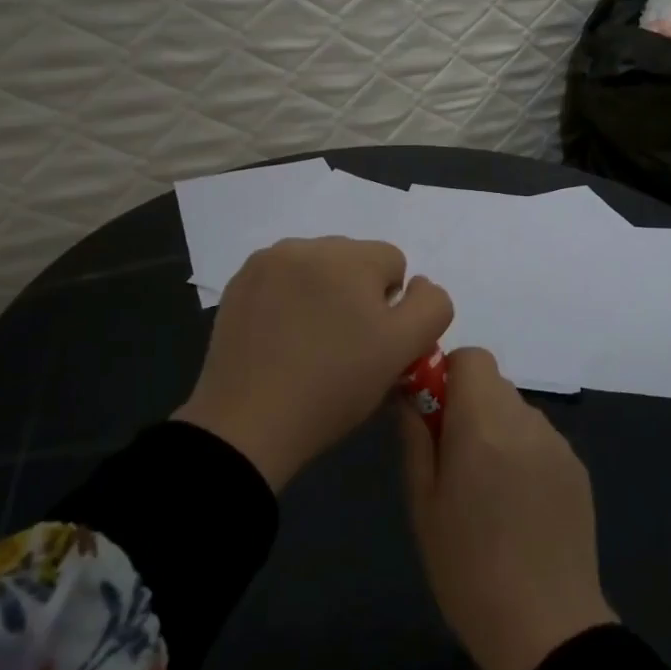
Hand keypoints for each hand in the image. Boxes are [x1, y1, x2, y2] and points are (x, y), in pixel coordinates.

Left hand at [176, 237, 452, 491]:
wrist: (248, 424)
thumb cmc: (334, 386)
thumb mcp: (403, 350)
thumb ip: (431, 306)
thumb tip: (417, 284)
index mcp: (350, 256)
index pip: (394, 262)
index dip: (391, 306)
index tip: (371, 342)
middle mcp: (307, 245)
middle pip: (354, 260)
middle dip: (356, 293)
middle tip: (342, 345)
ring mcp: (267, 261)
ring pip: (317, 268)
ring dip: (322, 292)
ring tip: (309, 342)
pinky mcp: (239, 283)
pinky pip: (281, 279)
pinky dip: (287, 299)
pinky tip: (280, 337)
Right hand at [399, 348, 615, 669]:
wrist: (546, 628)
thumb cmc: (468, 569)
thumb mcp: (424, 505)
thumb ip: (417, 439)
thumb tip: (411, 397)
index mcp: (484, 424)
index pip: (471, 358)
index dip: (448, 375)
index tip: (433, 414)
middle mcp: (526, 421)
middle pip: (493, 384)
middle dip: (468, 405)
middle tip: (453, 458)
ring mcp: (558, 444)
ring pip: (517, 411)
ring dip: (497, 429)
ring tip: (488, 489)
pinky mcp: (577, 469)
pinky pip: (540, 439)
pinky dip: (523, 452)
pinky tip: (518, 505)